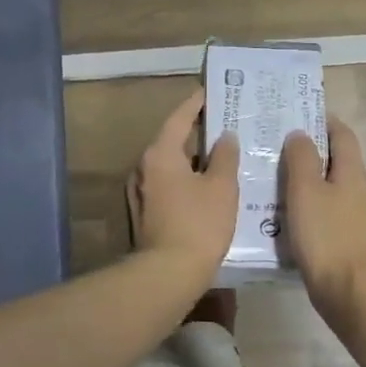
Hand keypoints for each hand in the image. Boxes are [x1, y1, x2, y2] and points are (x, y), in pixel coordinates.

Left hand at [128, 88, 238, 282]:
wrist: (168, 274)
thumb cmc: (198, 224)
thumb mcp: (221, 187)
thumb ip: (225, 157)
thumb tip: (225, 137)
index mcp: (160, 154)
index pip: (179, 118)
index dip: (196, 104)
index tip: (210, 92)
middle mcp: (143, 168)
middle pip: (172, 141)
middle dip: (198, 133)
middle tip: (224, 125)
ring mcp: (140, 192)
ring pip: (170, 166)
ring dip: (193, 160)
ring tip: (221, 156)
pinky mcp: (144, 213)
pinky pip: (168, 186)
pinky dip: (186, 180)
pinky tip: (207, 187)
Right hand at [281, 117, 365, 329]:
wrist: (348, 292)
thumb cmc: (325, 236)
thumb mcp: (305, 191)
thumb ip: (301, 159)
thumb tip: (300, 134)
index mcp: (353, 173)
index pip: (343, 135)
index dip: (324, 121)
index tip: (300, 113)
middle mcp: (360, 191)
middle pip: (337, 161)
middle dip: (311, 151)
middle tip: (277, 147)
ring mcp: (357, 218)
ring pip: (330, 188)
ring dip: (308, 181)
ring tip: (275, 180)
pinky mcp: (349, 240)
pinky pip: (327, 213)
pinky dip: (309, 207)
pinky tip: (287, 217)